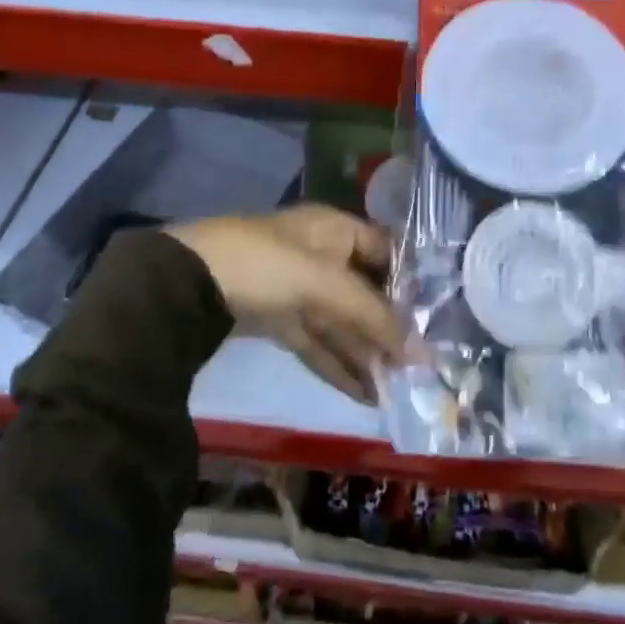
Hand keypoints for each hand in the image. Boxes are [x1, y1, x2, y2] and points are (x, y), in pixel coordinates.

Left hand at [169, 205, 401, 404]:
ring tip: (400, 390)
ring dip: (367, 353)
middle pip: (365, 292)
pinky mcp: (277, 318)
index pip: (386, 252)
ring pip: (342, 322)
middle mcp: (321, 254)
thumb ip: (374, 317)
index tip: (436, 319)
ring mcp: (297, 287)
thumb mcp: (326, 284)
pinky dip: (338, 364)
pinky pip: (317, 342)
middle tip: (422, 368)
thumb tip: (424, 354)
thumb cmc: (267, 264)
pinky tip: (364, 394)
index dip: (411, 282)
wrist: (188, 282)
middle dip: (390, 328)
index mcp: (334, 229)